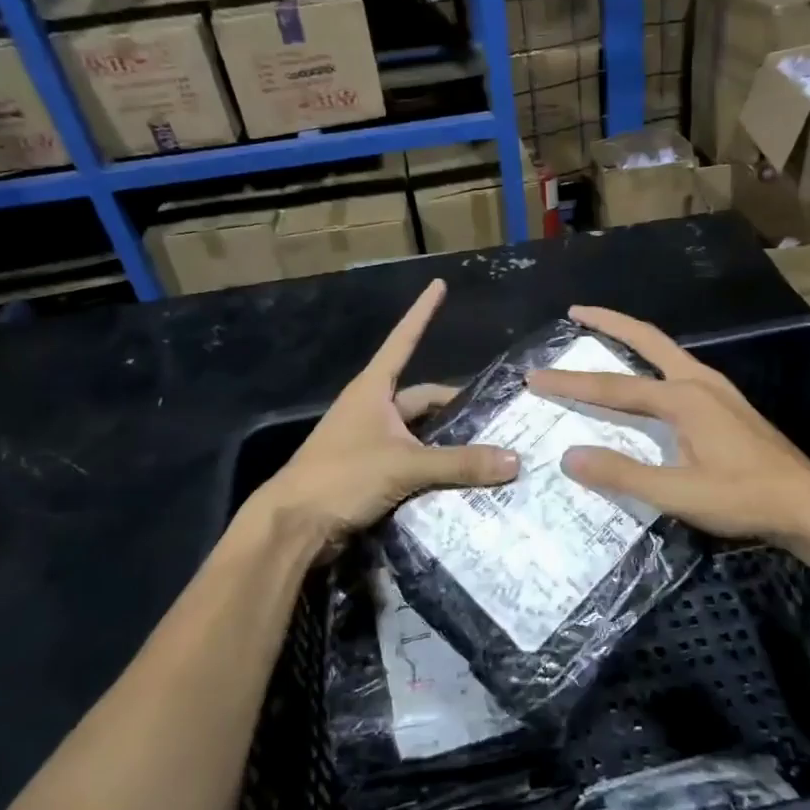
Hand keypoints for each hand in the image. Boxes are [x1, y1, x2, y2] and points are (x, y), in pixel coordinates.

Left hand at [254, 279, 518, 547]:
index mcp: (373, 390)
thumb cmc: (342, 476)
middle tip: (496, 417)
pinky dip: (434, 467)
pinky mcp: (369, 471)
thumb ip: (460, 463)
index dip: (423, 313)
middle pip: (422, 398)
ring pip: (419, 433)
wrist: (294, 525)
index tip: (439, 285)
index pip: (404, 340)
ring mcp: (369, 441)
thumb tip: (515, 460)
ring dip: (447, 441)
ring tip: (489, 449)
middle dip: (455, 405)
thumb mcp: (405, 466)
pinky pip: (411, 461)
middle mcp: (371, 409)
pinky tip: (461, 479)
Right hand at [527, 305, 809, 548]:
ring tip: (604, 334)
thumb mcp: (678, 494)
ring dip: (633, 338)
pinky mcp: (728, 402)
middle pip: (647, 339)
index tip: (535, 376)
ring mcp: (718, 389)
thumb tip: (569, 456)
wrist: (808, 504)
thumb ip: (623, 474)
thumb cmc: (743, 499)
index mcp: (684, 399)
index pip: (614, 388)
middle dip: (609, 322)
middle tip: (576, 311)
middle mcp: (699, 381)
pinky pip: (680, 366)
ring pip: (666, 350)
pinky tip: (649, 377)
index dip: (571, 384)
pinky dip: (653, 359)